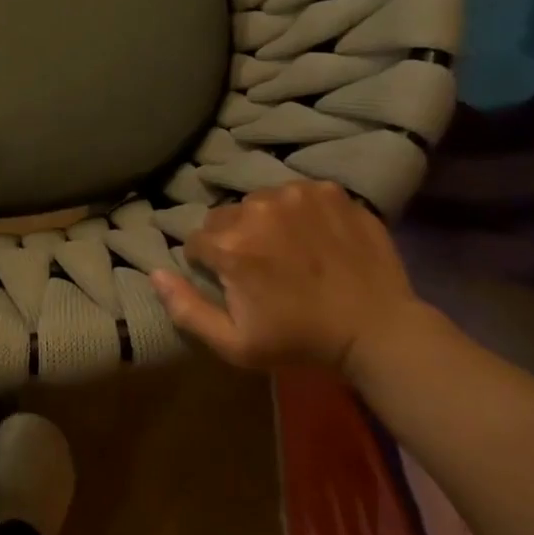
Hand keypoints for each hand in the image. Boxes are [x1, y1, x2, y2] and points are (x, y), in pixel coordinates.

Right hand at [151, 182, 423, 377]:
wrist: (379, 329)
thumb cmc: (301, 341)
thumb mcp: (235, 344)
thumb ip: (186, 308)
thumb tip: (154, 273)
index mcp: (231, 244)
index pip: (196, 241)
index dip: (210, 265)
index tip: (234, 284)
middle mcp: (257, 208)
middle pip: (225, 217)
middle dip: (235, 240)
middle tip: (264, 268)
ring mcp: (296, 194)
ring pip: (260, 202)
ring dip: (266, 223)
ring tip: (292, 251)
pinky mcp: (328, 190)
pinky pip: (296, 194)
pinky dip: (300, 212)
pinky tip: (317, 239)